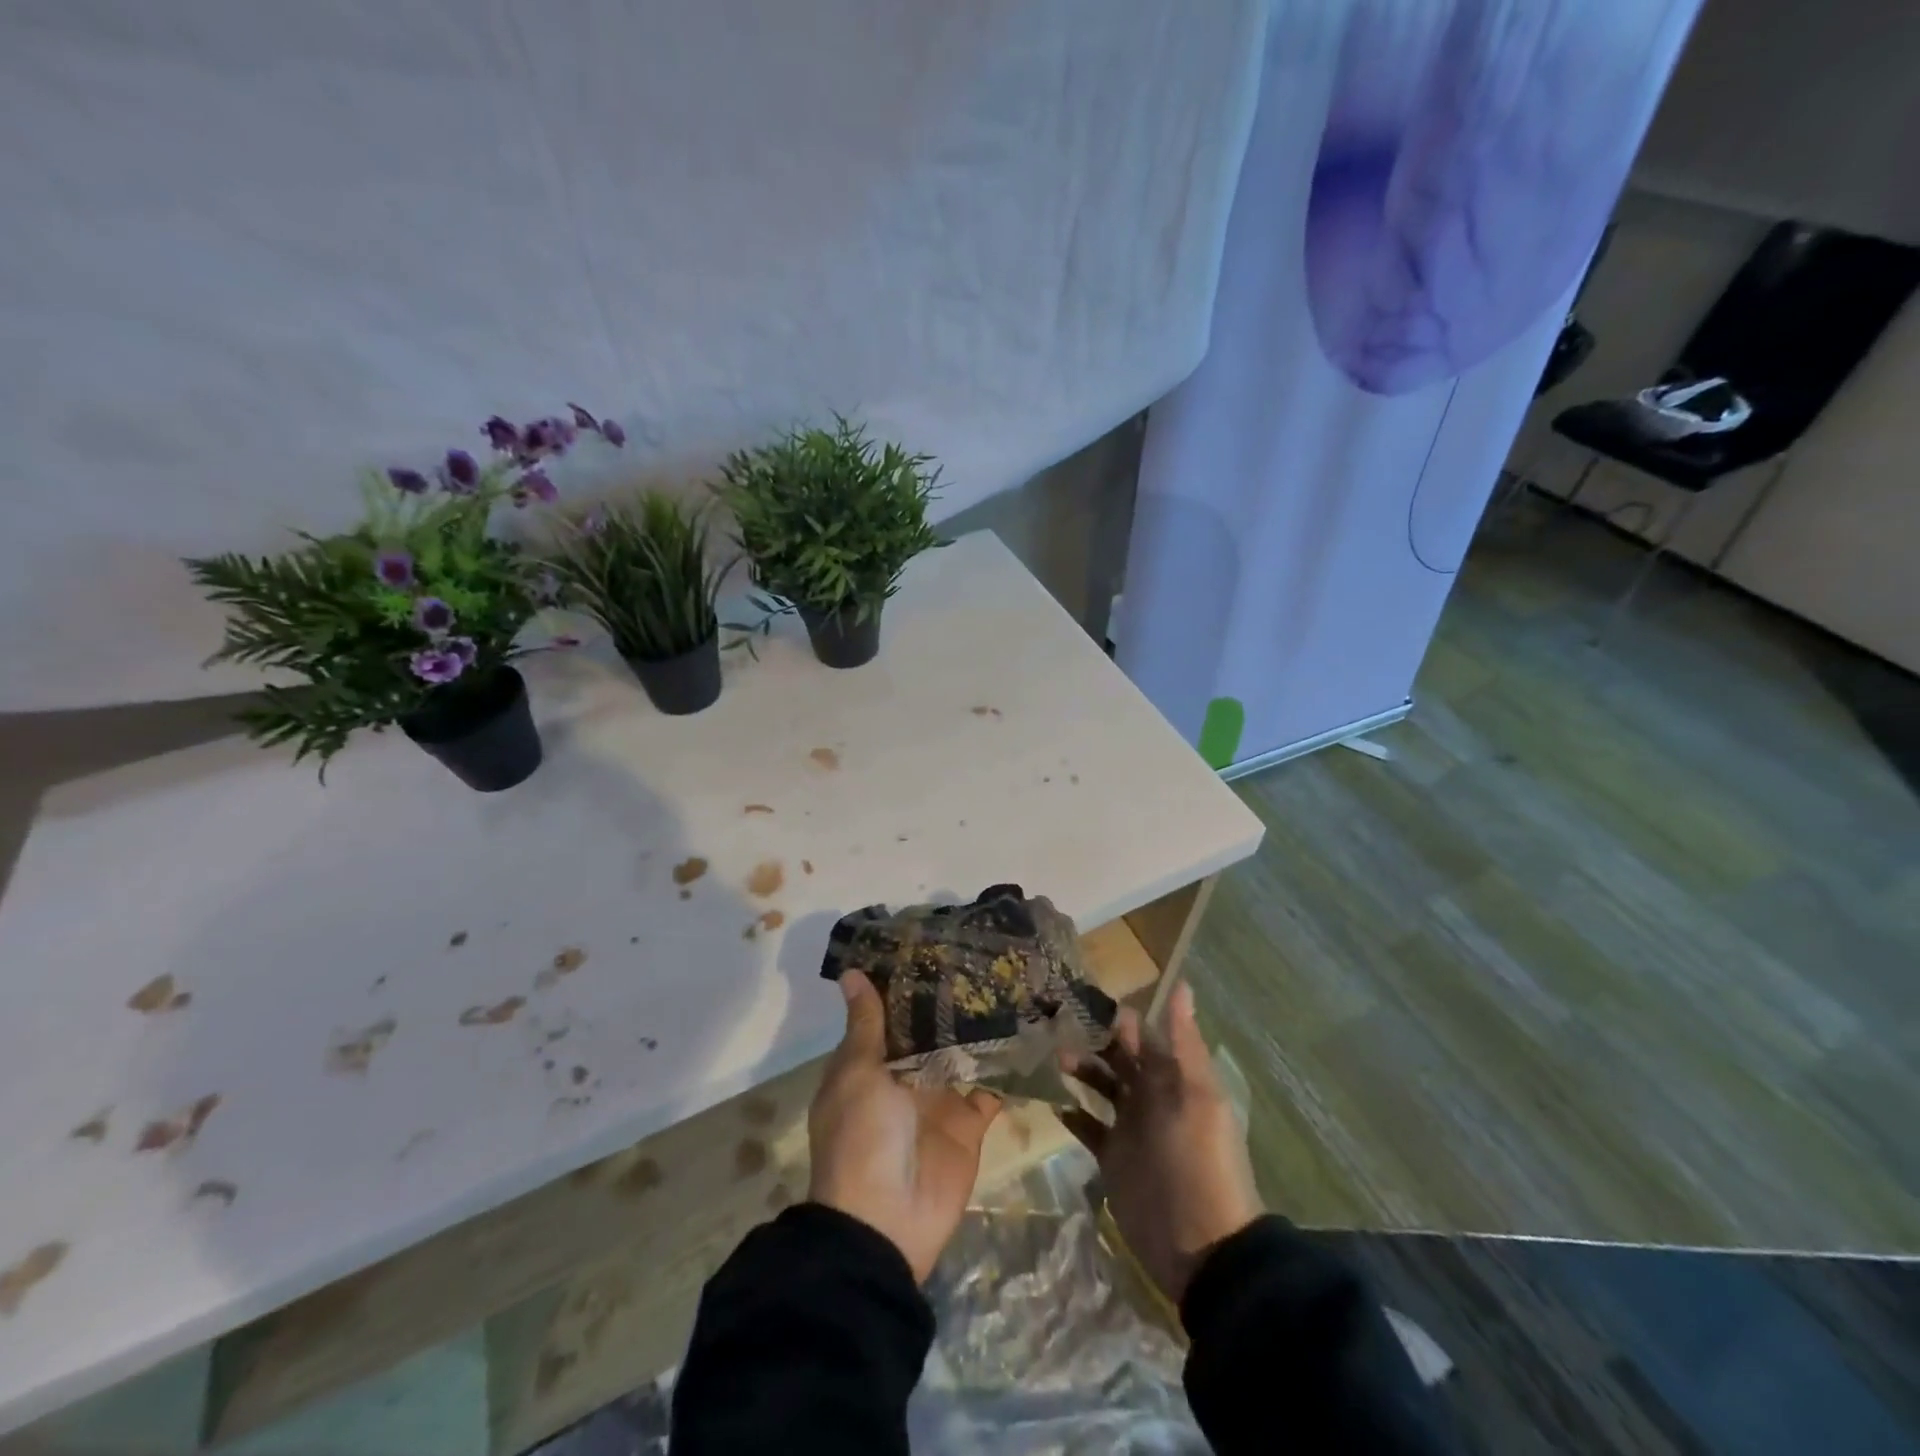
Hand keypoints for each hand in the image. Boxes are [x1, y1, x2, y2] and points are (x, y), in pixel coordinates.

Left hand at [808, 970, 1001, 1281]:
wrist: (886, 1223)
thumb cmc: (863, 1137)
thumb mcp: (857, 1074)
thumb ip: (866, 1025)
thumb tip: (850, 973)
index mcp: (871, 1062)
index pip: (890, 1012)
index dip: (906, 980)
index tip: (933, 939)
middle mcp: (905, 1074)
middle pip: (929, 1029)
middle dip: (950, 998)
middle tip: (983, 952)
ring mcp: (939, 1099)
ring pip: (962, 1052)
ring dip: (981, 1026)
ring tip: (1011, 980)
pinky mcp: (969, 1122)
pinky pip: (990, 1088)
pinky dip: (1006, 1067)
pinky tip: (1028, 1031)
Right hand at [1062, 983, 1262, 1305]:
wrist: (1200, 1245)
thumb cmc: (1199, 1161)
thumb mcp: (1197, 1096)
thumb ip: (1184, 1043)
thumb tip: (1183, 985)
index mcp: (1173, 1081)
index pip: (1145, 1039)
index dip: (1122, 1020)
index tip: (1089, 998)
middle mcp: (1150, 1098)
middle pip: (1119, 1060)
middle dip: (1095, 1041)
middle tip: (1060, 1023)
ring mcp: (1129, 1129)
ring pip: (1101, 1088)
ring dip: (1082, 1071)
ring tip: (1057, 1058)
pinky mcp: (1112, 1159)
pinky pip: (1089, 1128)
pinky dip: (1073, 1115)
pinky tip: (1055, 1103)